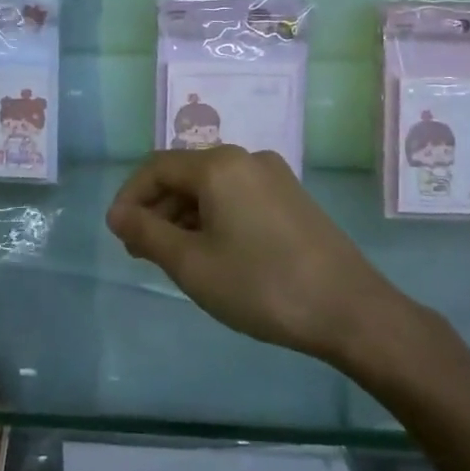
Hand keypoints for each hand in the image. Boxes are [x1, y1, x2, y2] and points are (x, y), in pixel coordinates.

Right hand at [107, 147, 442, 384]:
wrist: (353, 312)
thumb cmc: (262, 286)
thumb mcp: (192, 264)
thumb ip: (146, 234)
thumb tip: (117, 215)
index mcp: (219, 165)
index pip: (156, 168)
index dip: (130, 197)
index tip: (117, 234)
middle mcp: (246, 158)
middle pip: (185, 175)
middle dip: (157, 209)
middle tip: (142, 252)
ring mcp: (274, 177)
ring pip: (212, 188)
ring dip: (185, 216)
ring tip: (174, 258)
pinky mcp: (293, 198)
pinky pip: (238, 197)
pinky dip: (214, 218)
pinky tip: (214, 253)